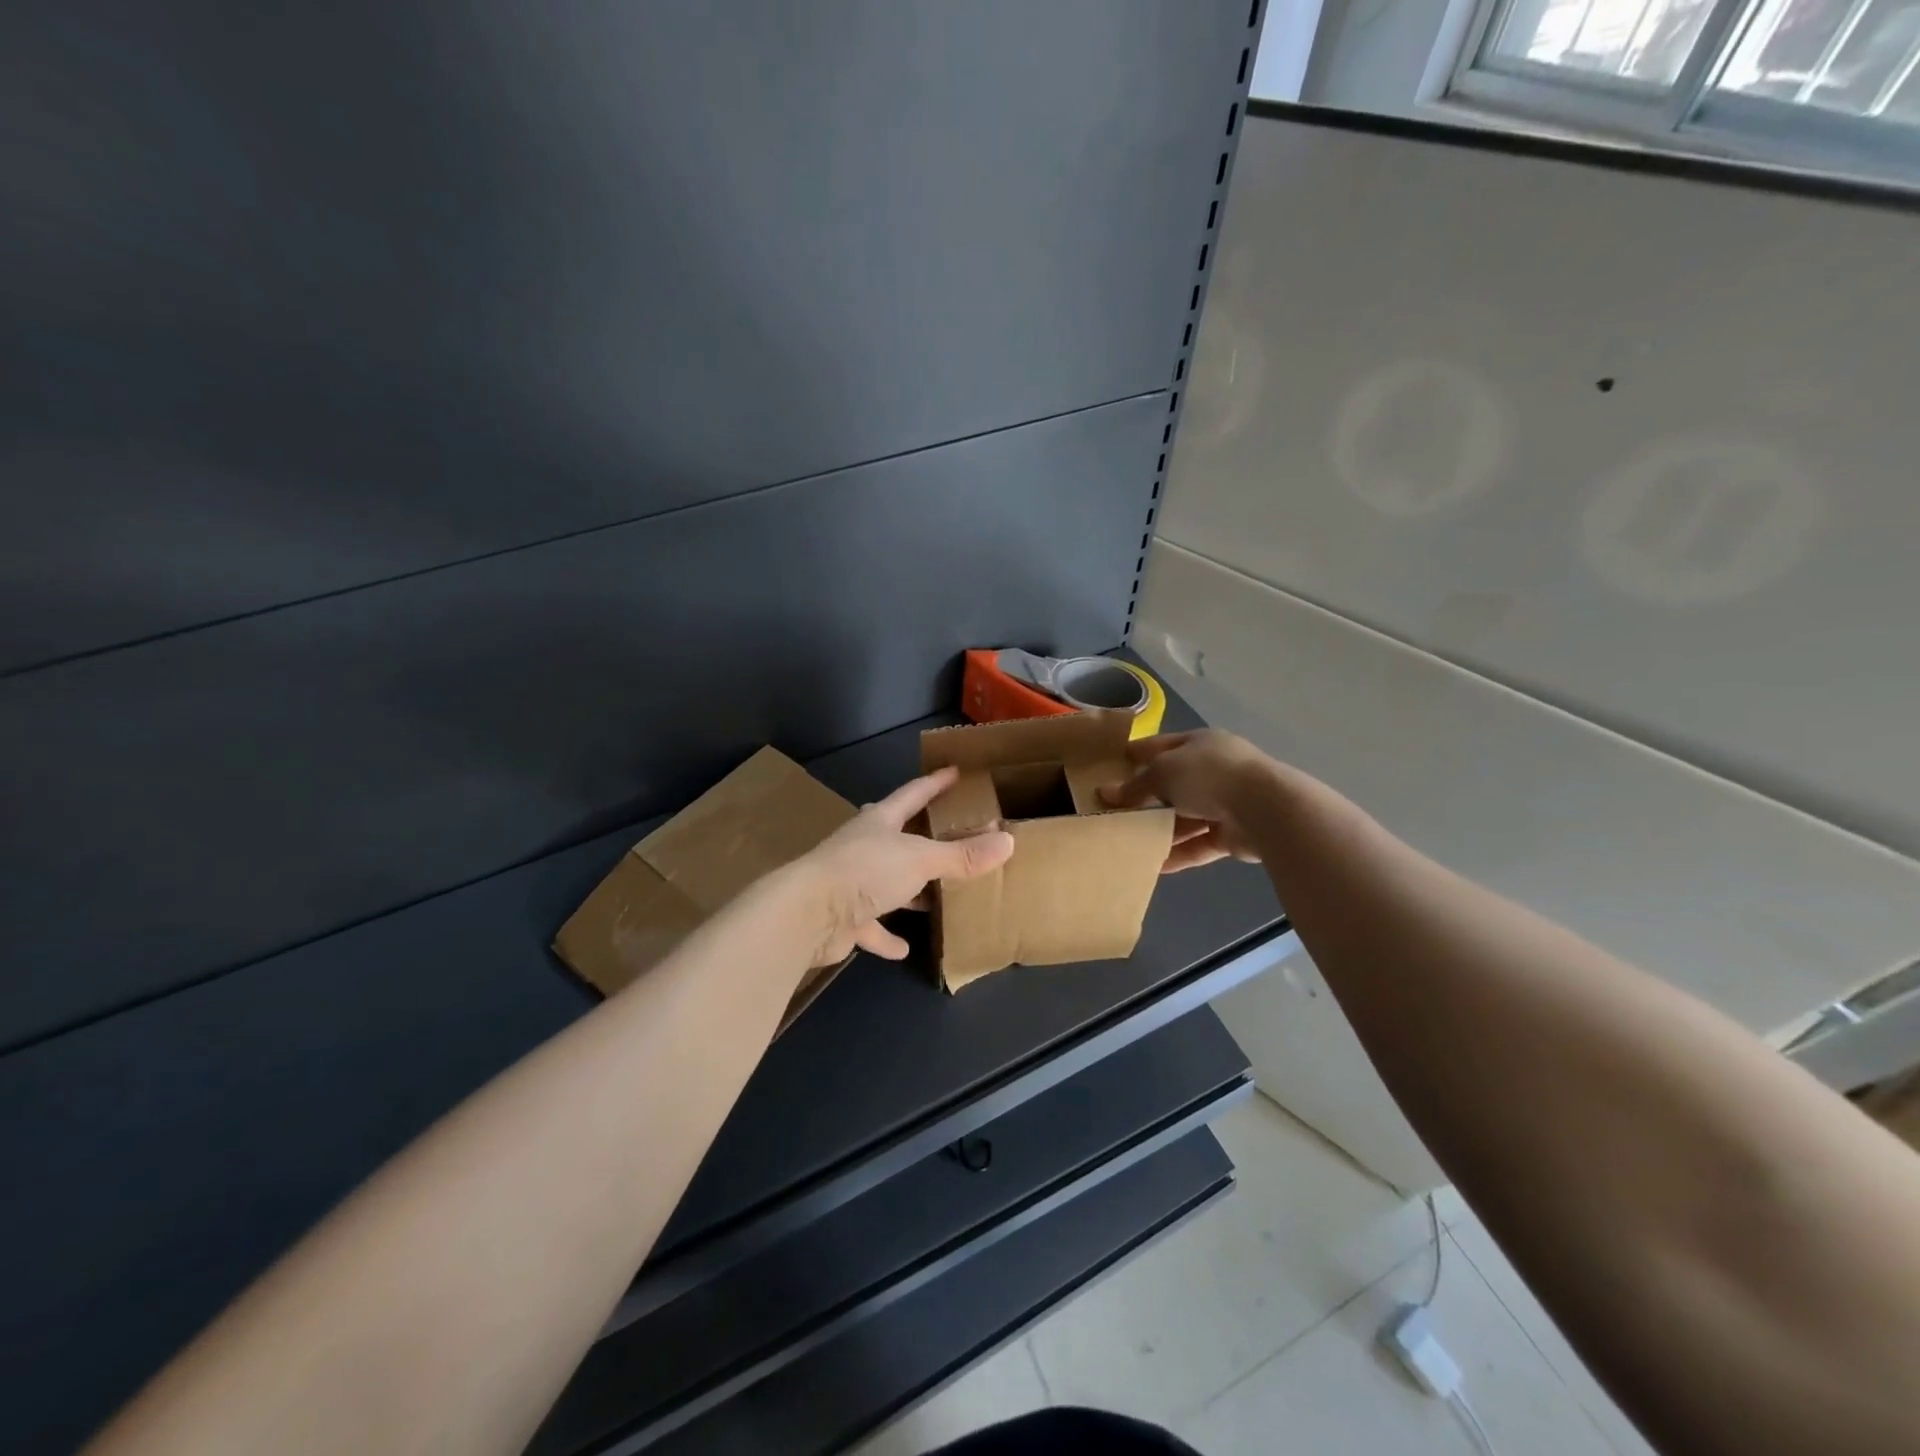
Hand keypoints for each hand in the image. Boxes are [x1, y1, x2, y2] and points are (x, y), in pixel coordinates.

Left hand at [794, 766, 1014, 962]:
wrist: (809, 914)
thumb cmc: (866, 871)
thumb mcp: (921, 859)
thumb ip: (962, 855)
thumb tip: (1007, 841)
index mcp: (880, 822)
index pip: (912, 794)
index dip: (935, 783)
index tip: (954, 773)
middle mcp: (864, 847)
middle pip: (896, 836)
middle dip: (919, 835)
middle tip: (947, 835)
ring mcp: (851, 882)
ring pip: (886, 882)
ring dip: (907, 889)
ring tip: (935, 896)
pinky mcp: (844, 918)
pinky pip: (871, 926)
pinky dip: (886, 936)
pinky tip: (903, 948)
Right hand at [1100, 730, 1277, 872]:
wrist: (1265, 809)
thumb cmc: (1208, 776)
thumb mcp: (1162, 773)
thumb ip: (1134, 786)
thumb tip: (1105, 793)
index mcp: (1200, 743)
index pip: (1160, 746)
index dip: (1135, 755)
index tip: (1109, 767)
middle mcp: (1214, 770)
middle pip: (1173, 784)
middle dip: (1146, 798)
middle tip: (1114, 812)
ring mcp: (1226, 803)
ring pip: (1185, 817)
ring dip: (1160, 830)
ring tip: (1128, 843)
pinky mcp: (1233, 835)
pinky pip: (1199, 844)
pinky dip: (1178, 854)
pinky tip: (1153, 865)